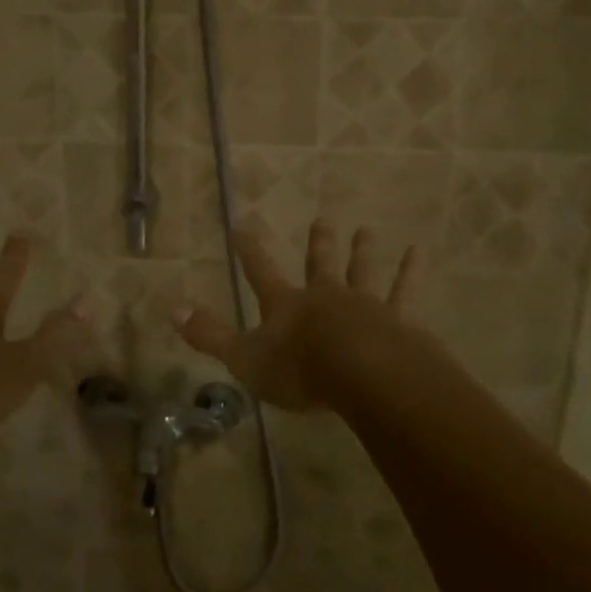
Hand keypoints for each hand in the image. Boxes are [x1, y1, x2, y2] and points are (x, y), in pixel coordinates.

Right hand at [176, 220, 419, 410]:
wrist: (361, 373)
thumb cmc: (299, 369)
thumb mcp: (244, 358)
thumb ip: (210, 335)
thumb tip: (172, 309)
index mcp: (286, 306)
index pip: (260, 271)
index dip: (249, 250)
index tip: (241, 226)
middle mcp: (324, 296)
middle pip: (318, 265)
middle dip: (317, 243)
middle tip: (322, 218)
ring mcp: (362, 304)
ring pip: (361, 271)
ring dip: (361, 251)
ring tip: (366, 229)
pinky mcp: (396, 319)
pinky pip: (404, 291)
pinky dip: (409, 272)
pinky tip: (418, 252)